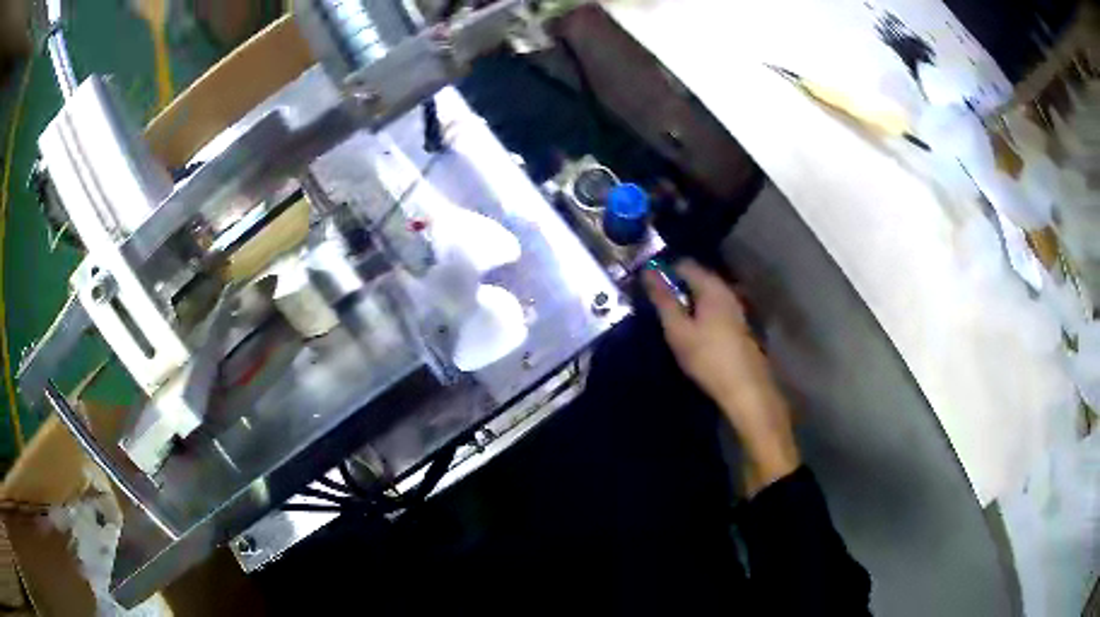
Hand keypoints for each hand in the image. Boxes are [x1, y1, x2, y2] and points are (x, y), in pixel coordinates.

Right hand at [644, 260, 798, 493]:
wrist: (745, 390)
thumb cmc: (708, 358)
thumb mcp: (678, 330)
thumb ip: (663, 300)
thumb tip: (648, 273)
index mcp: (712, 287)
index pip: (684, 264)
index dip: (664, 271)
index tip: (648, 287)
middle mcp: (727, 292)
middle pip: (697, 279)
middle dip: (676, 287)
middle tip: (657, 306)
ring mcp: (736, 309)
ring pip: (707, 296)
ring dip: (689, 303)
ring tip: (671, 321)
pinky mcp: (739, 326)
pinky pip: (715, 310)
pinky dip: (701, 314)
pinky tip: (692, 334)